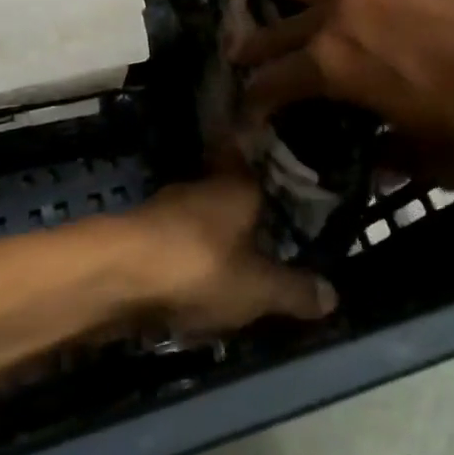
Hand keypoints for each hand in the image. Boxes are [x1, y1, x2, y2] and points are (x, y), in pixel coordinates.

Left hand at [117, 177, 336, 333]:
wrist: (119, 274)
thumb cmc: (200, 267)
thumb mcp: (259, 288)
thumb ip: (295, 290)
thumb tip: (334, 294)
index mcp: (237, 185)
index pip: (257, 160)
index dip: (272, 170)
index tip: (290, 181)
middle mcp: (203, 186)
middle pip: (231, 192)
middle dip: (248, 212)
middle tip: (274, 234)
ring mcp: (169, 207)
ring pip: (204, 218)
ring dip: (218, 236)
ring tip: (243, 263)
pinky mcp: (144, 233)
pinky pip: (180, 241)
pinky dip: (193, 255)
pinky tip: (201, 280)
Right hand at [228, 0, 453, 189]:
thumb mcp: (445, 159)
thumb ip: (400, 157)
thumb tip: (379, 160)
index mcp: (336, 68)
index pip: (275, 84)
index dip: (255, 103)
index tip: (243, 116)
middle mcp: (342, 20)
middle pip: (282, 30)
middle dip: (254, 45)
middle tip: (232, 54)